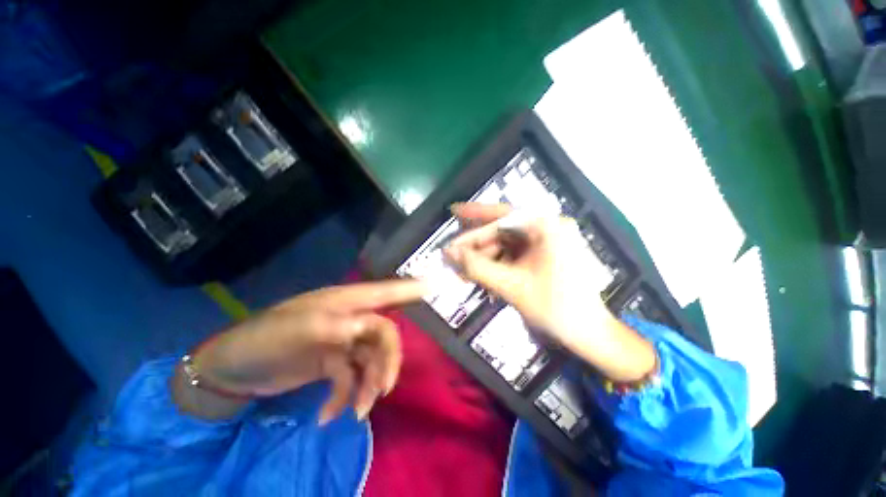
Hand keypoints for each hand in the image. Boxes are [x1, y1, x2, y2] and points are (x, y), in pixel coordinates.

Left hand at [175, 280, 425, 422]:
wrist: (230, 370)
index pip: (385, 293)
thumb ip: (334, 326)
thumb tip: (368, 325)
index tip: (435, 287)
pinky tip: (328, 415)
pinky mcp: (332, 363)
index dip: (410, 290)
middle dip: (387, 362)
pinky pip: (350, 379)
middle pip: (384, 335)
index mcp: (344, 303)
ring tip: (356, 413)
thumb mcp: (294, 330)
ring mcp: (342, 342)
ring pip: (371, 360)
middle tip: (382, 391)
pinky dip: (344, 398)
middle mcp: (349, 319)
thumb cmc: (262, 340)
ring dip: (368, 386)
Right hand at [445, 203, 654, 381]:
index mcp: (547, 226)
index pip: (502, 217)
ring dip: (483, 257)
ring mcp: (546, 242)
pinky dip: (496, 264)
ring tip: (462, 271)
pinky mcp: (543, 256)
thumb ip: (476, 267)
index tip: (452, 222)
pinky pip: (513, 254)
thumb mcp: (511, 286)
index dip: (473, 223)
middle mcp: (548, 227)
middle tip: (452, 252)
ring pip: (505, 243)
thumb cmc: (555, 307)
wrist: (588, 334)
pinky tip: (481, 275)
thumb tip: (448, 253)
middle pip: (502, 228)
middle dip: (476, 243)